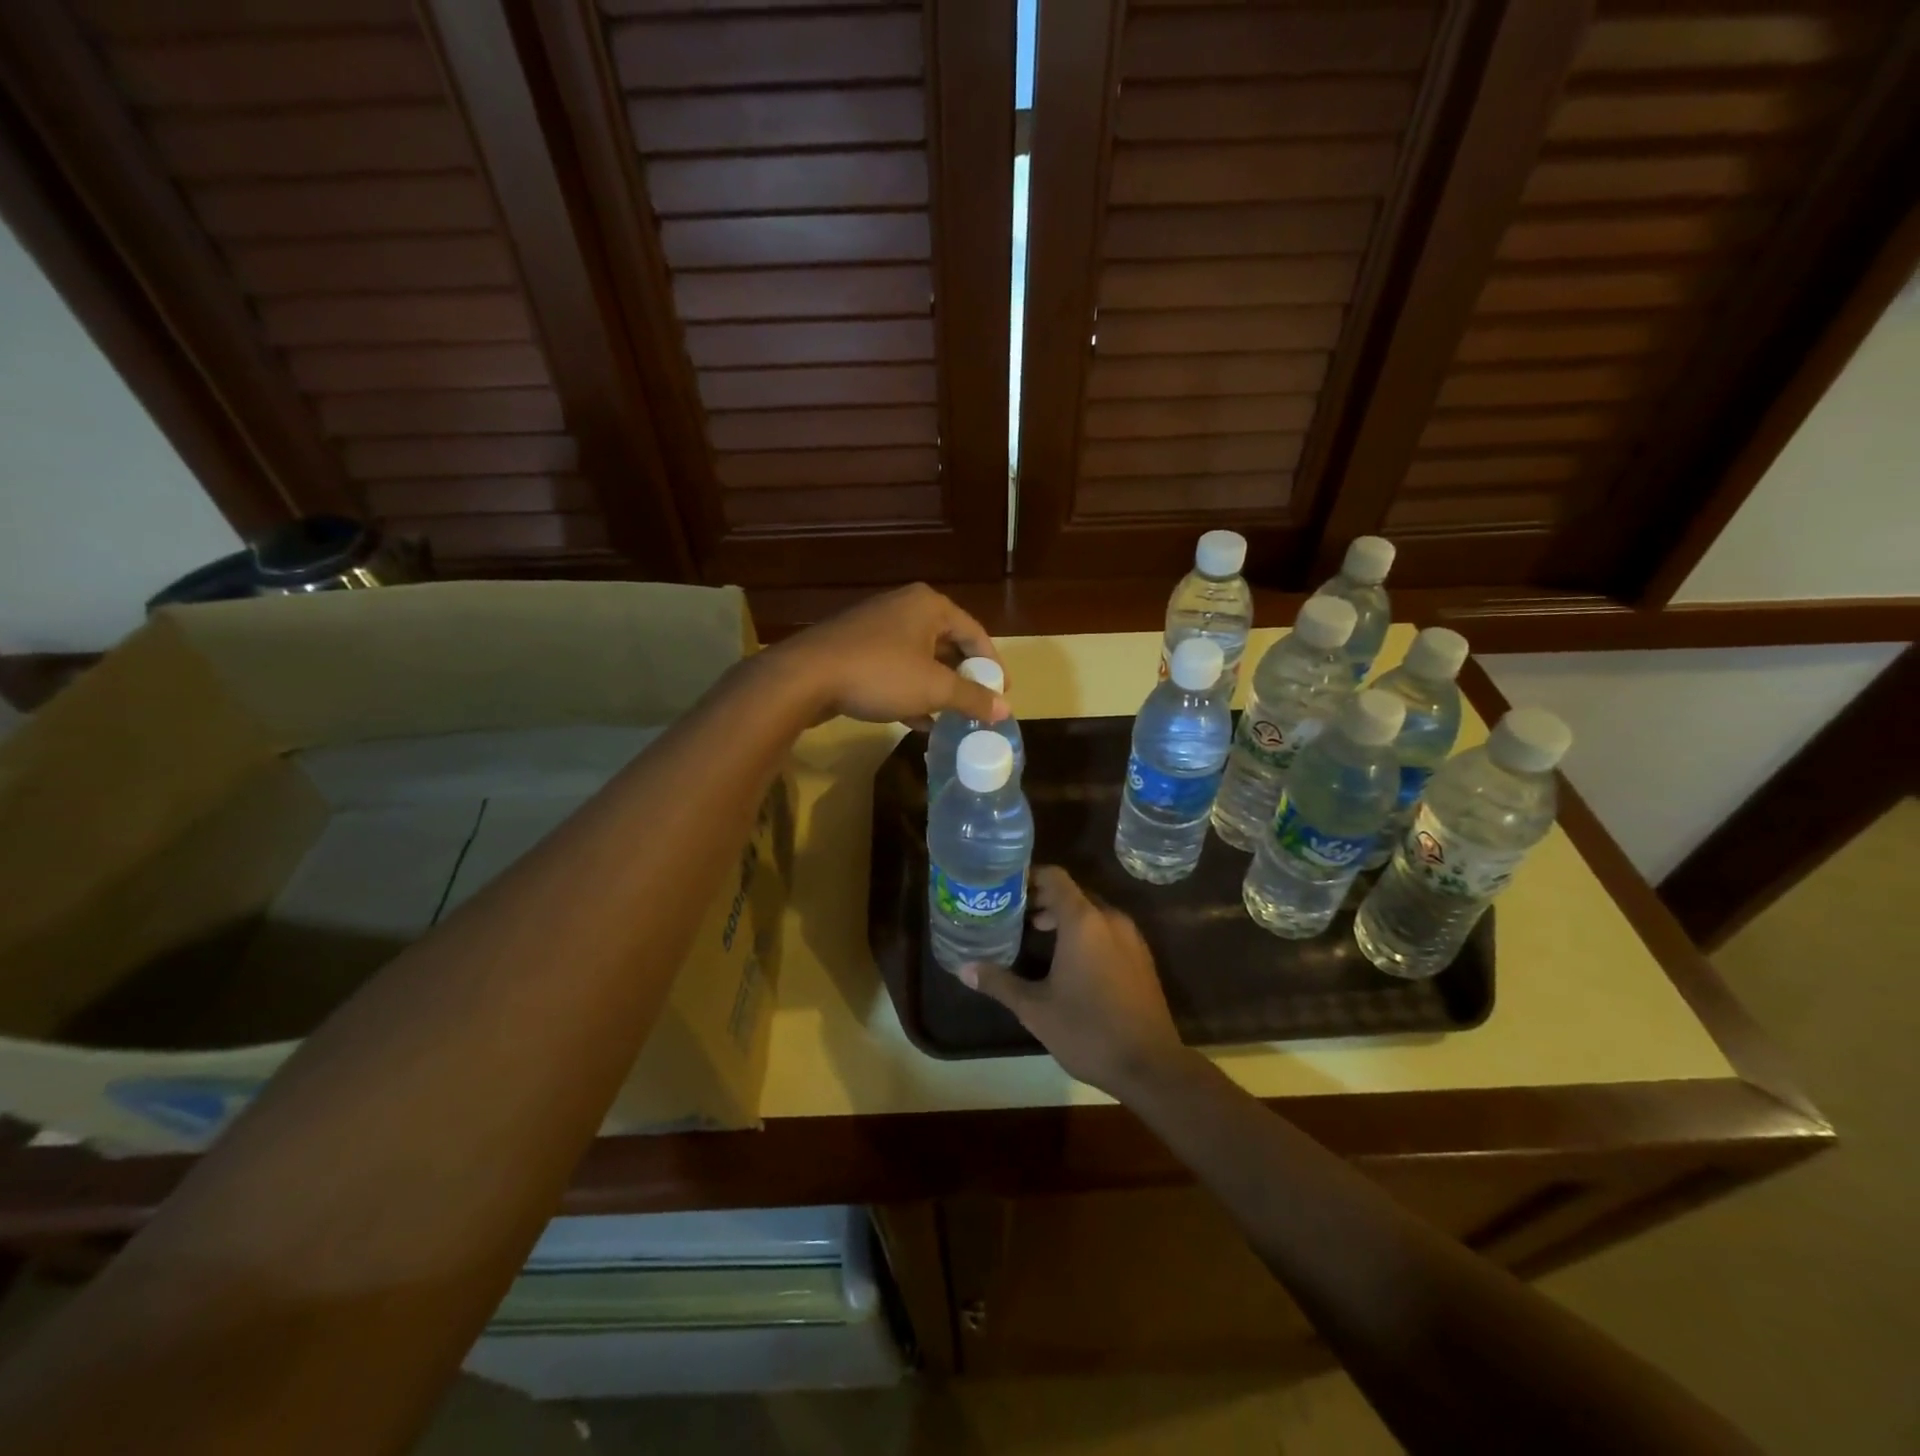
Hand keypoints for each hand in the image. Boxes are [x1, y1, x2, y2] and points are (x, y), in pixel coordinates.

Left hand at [767, 584, 1006, 727]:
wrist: (805, 677)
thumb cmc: (879, 673)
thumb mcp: (933, 688)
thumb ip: (972, 698)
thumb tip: (1006, 711)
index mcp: (929, 606)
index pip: (974, 632)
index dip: (992, 664)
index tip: (1002, 693)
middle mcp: (904, 608)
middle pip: (947, 644)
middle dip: (963, 678)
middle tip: (978, 705)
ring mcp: (876, 628)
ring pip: (920, 660)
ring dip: (937, 689)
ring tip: (953, 718)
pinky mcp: (855, 649)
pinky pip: (895, 670)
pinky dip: (911, 692)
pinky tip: (919, 722)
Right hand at [961, 867, 1189, 1098]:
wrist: (1150, 1066)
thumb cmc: (1087, 1031)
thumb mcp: (1035, 1009)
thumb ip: (999, 982)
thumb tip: (964, 968)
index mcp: (1083, 921)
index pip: (1054, 877)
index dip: (1028, 877)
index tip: (1004, 888)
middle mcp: (1109, 918)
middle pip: (1072, 893)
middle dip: (1042, 898)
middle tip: (1012, 912)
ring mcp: (1130, 937)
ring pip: (1091, 911)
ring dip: (1063, 916)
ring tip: (1034, 933)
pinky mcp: (1141, 956)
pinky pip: (1107, 928)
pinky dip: (1085, 931)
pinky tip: (1067, 959)